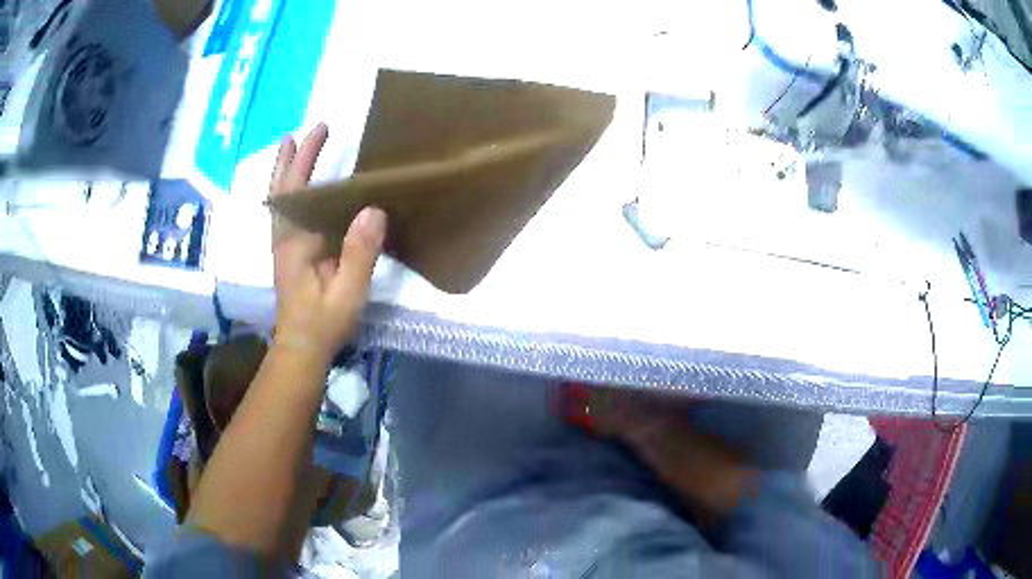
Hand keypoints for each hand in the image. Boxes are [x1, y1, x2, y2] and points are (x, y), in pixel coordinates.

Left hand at [270, 123, 386, 361]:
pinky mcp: (289, 252)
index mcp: (295, 241)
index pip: (298, 190)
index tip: (320, 131)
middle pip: (283, 188)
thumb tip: (373, 209)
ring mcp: (283, 244)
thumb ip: (358, 253)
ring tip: (293, 146)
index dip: (306, 158)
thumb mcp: (347, 292)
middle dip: (293, 157)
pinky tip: (298, 188)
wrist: (300, 348)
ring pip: (281, 199)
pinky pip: (286, 212)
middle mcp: (283, 236)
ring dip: (286, 171)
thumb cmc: (323, 322)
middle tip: (308, 130)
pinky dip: (289, 191)